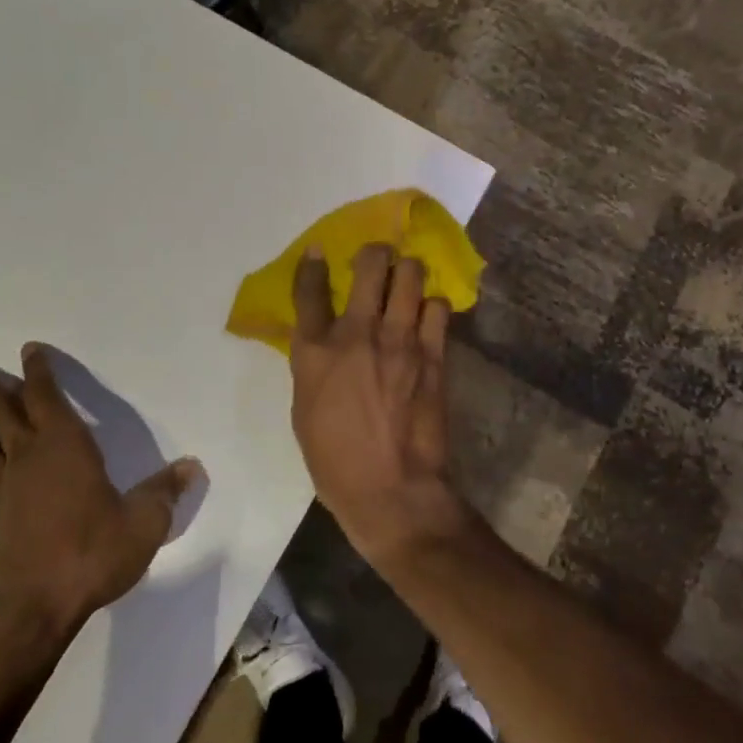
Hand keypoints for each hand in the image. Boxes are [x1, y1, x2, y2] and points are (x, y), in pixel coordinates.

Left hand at [0, 346, 199, 639]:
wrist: (34, 610)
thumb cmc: (92, 555)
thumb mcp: (143, 523)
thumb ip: (164, 491)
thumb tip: (192, 466)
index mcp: (65, 447)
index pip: (47, 397)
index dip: (38, 371)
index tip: (27, 349)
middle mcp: (28, 457)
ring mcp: (1, 487)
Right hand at [289, 244, 467, 564]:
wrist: (391, 490)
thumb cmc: (334, 460)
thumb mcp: (304, 408)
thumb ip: (312, 365)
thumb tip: (321, 340)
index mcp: (315, 351)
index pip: (310, 290)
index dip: (313, 265)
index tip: (319, 252)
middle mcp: (357, 334)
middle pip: (370, 265)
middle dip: (375, 254)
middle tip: (377, 261)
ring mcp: (400, 341)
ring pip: (411, 276)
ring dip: (407, 272)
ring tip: (406, 281)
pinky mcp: (433, 355)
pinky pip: (439, 309)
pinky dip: (432, 306)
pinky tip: (427, 316)